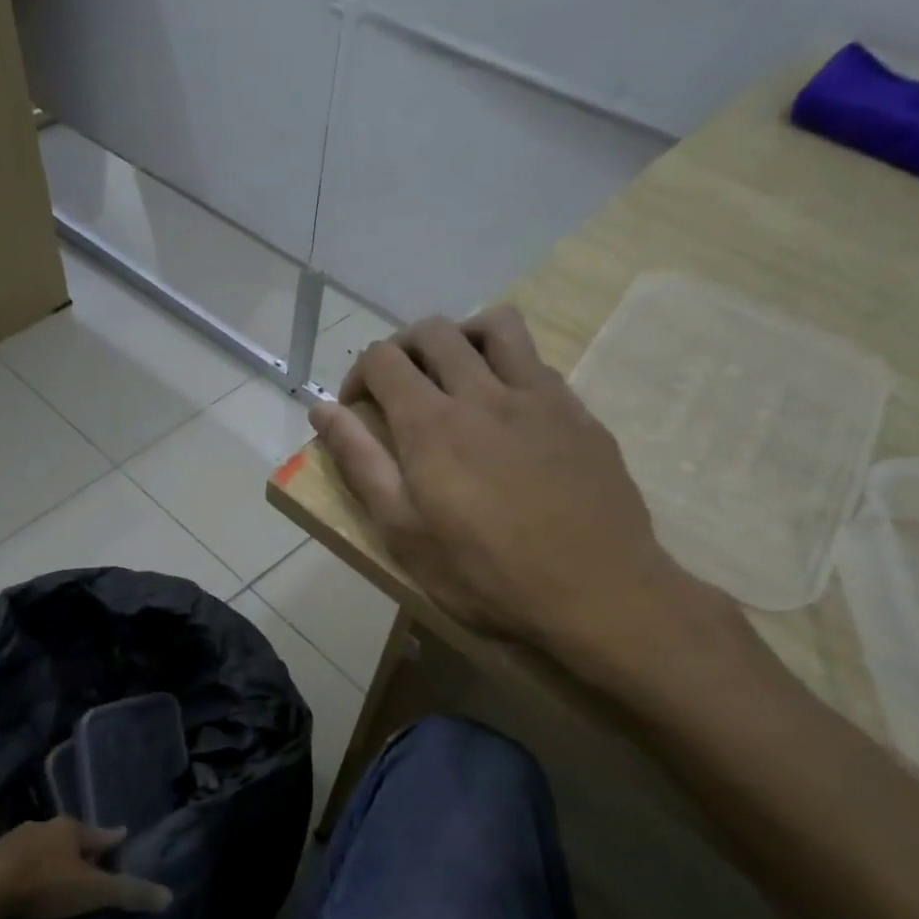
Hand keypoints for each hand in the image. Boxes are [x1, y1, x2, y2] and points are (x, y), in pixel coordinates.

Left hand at [0, 817, 171, 918]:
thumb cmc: (44, 884)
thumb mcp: (92, 891)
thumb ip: (128, 893)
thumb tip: (169, 895)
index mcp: (71, 829)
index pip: (102, 833)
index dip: (114, 840)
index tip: (123, 839)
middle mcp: (44, 827)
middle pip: (70, 837)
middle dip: (80, 848)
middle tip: (91, 861)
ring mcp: (14, 840)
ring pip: (41, 847)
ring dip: (50, 858)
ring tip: (57, 874)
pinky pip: (15, 862)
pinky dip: (24, 871)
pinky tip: (23, 886)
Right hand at [314, 306, 732, 695]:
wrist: (596, 592)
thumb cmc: (486, 575)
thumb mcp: (404, 532)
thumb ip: (360, 463)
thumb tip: (321, 411)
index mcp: (432, 424)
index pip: (383, 359)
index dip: (358, 375)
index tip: (357, 409)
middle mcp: (483, 393)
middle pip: (434, 331)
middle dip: (402, 348)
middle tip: (398, 389)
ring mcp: (538, 397)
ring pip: (495, 325)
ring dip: (462, 337)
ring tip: (455, 375)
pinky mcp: (578, 412)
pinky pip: (537, 362)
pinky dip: (509, 366)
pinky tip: (508, 410)